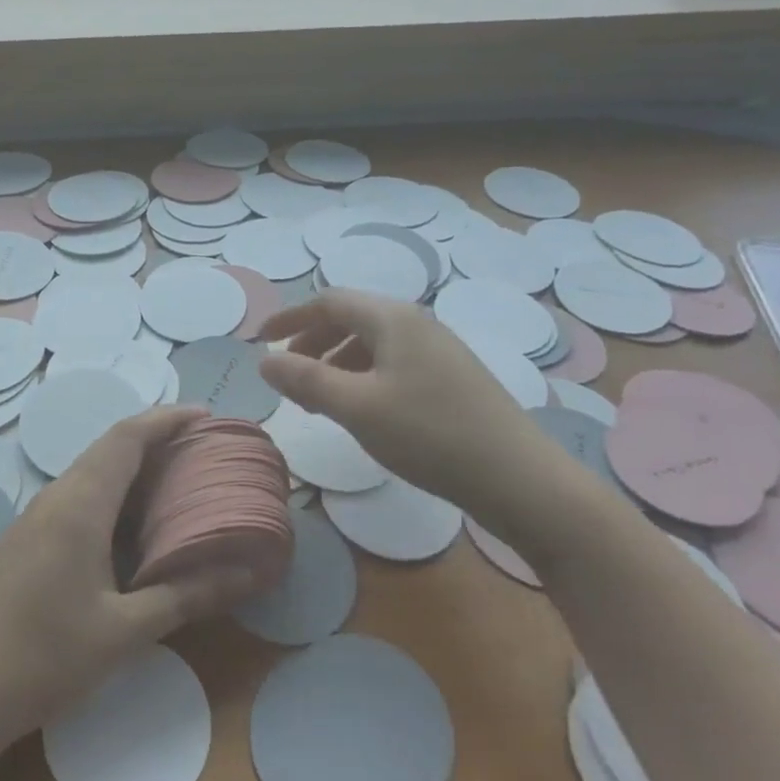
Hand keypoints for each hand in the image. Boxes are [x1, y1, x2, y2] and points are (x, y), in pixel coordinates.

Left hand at [0, 406, 258, 745]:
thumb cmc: (44, 658)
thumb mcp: (124, 632)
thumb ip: (185, 596)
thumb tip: (248, 574)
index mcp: (79, 505)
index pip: (127, 438)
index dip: (166, 419)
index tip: (206, 415)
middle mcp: (55, 498)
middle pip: (109, 448)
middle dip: (155, 439)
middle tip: (201, 450)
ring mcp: (34, 518)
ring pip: (91, 472)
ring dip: (132, 467)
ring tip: (176, 482)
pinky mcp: (25, 540)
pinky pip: (76, 497)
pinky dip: (112, 494)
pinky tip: (131, 527)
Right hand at [257, 288, 553, 521]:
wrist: (519, 478)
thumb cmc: (430, 435)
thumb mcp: (356, 408)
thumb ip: (305, 380)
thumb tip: (264, 361)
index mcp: (392, 319)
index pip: (329, 302)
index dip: (290, 318)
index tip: (260, 341)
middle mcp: (416, 323)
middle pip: (351, 318)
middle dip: (312, 342)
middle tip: (288, 376)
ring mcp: (438, 349)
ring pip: (372, 343)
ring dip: (336, 362)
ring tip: (319, 400)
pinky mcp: (452, 376)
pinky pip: (393, 362)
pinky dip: (363, 377)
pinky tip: (362, 410)